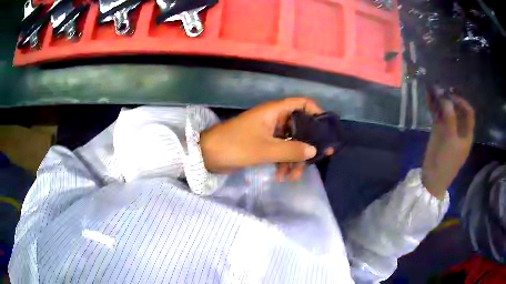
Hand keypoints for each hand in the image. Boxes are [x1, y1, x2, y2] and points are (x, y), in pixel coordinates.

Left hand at [200, 98, 326, 180]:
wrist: (208, 155)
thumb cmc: (236, 146)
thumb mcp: (266, 150)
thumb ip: (291, 150)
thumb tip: (314, 151)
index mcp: (275, 111)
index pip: (302, 103)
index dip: (316, 113)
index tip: (326, 130)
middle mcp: (274, 118)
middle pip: (299, 127)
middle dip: (306, 146)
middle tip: (313, 162)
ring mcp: (268, 132)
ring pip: (290, 142)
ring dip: (293, 159)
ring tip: (291, 178)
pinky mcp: (262, 143)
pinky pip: (279, 150)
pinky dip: (282, 162)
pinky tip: (281, 177)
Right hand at [422, 93, 474, 199]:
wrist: (432, 179)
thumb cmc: (446, 162)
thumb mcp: (450, 139)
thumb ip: (449, 117)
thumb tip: (444, 96)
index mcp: (466, 133)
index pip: (468, 112)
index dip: (461, 102)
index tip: (451, 95)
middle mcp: (459, 129)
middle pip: (456, 109)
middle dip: (449, 98)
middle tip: (440, 89)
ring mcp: (448, 130)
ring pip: (446, 111)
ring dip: (440, 101)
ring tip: (432, 89)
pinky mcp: (439, 131)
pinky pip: (438, 116)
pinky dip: (434, 107)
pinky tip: (429, 98)